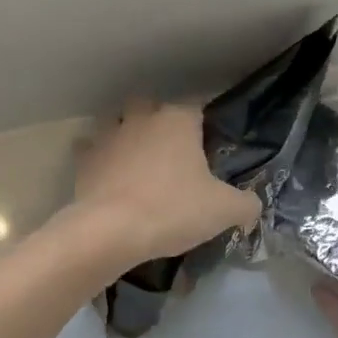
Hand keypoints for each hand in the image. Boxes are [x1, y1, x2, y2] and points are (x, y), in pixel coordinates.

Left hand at [71, 99, 261, 266]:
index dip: (203, 124)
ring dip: (125, 133)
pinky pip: (91, 150)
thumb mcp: (223, 210)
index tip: (208, 147)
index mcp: (178, 120)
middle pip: (150, 105)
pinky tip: (108, 176)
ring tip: (137, 160)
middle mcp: (142, 118)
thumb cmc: (173, 210)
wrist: (111, 231)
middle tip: (171, 151)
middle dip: (159, 120)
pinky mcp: (84, 160)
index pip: (196, 107)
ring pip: (117, 121)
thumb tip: (253, 206)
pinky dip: (98, 158)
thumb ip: (245, 204)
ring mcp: (109, 136)